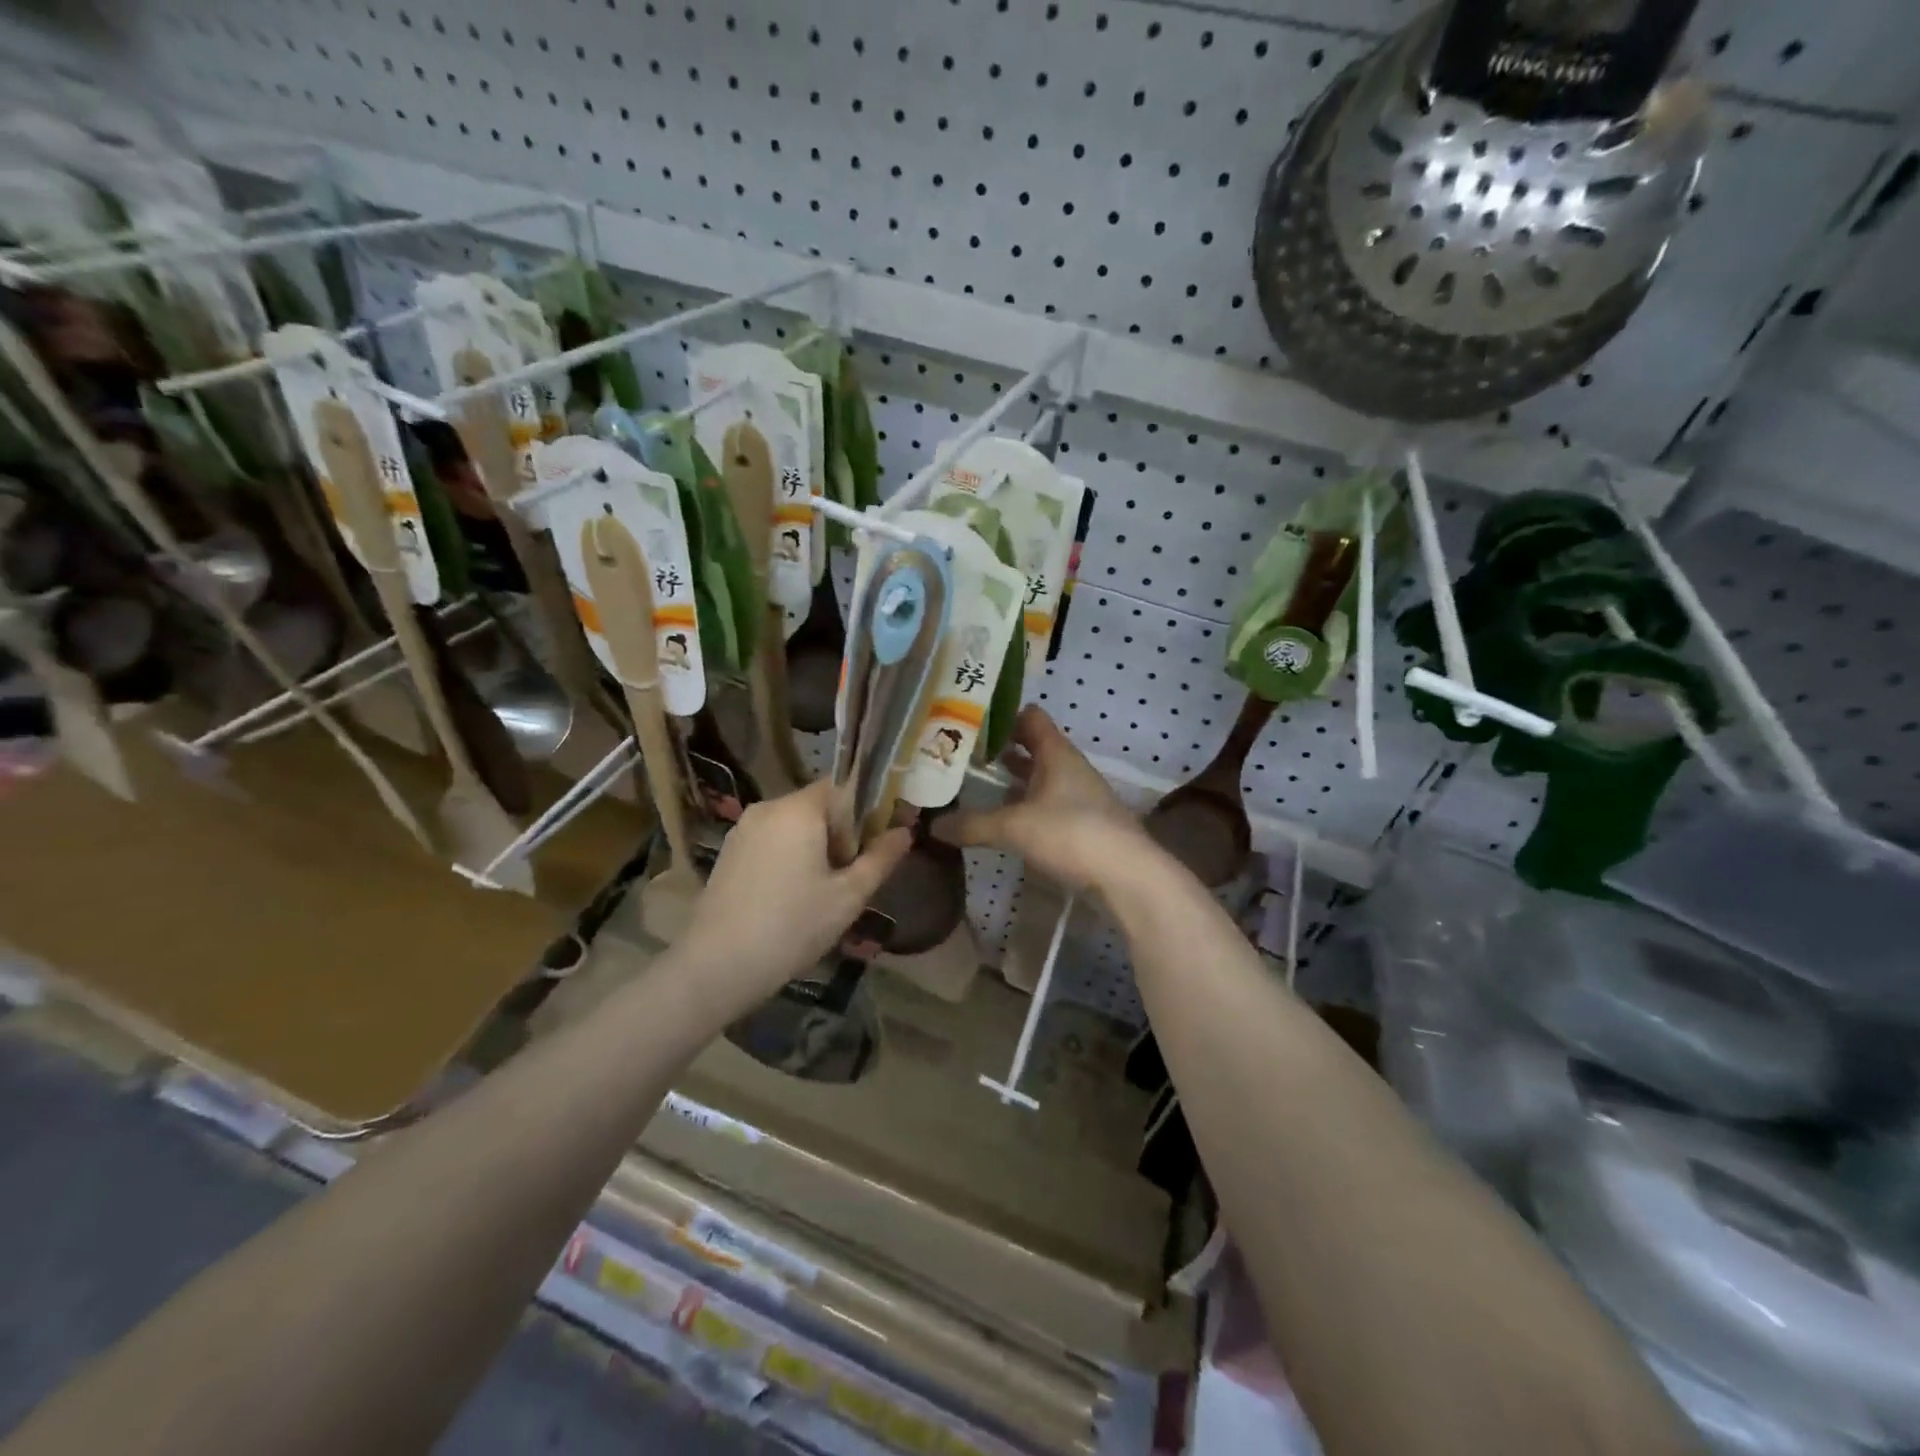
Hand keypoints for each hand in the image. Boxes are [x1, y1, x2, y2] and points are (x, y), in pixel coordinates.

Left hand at [678, 780, 911, 1010]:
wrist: (718, 966)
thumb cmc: (793, 926)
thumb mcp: (849, 896)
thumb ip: (881, 858)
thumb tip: (905, 831)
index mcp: (799, 809)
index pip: (842, 787)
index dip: (863, 814)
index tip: (869, 851)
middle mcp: (767, 808)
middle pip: (817, 806)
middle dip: (839, 835)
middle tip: (847, 880)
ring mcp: (742, 830)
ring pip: (793, 826)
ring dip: (813, 848)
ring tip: (819, 894)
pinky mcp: (728, 853)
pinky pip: (770, 841)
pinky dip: (787, 858)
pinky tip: (789, 899)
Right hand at [938, 706, 1156, 893]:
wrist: (1127, 876)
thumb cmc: (1071, 834)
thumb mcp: (1013, 827)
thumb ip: (973, 824)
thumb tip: (933, 825)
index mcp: (1057, 753)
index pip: (1030, 717)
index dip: (1002, 716)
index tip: (971, 723)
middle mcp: (1070, 768)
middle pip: (1034, 747)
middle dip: (1002, 750)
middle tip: (965, 756)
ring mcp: (1080, 796)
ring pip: (1042, 778)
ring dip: (1015, 780)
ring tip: (979, 787)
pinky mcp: (1084, 824)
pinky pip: (1049, 804)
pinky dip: (1028, 806)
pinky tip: (1007, 821)